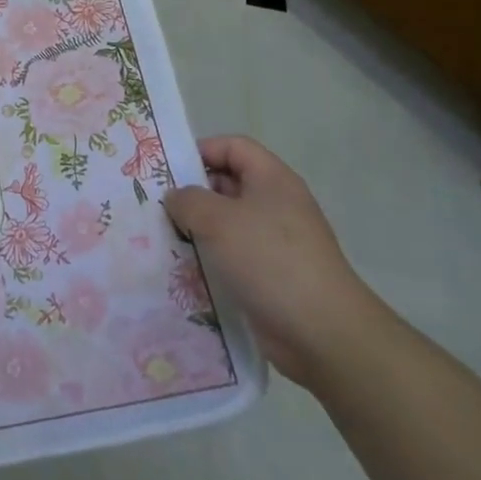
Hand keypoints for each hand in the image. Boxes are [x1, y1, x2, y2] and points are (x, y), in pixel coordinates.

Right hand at [165, 135, 388, 387]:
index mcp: (272, 179)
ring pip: (228, 223)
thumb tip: (177, 198)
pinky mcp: (273, 275)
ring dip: (198, 230)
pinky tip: (186, 270)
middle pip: (228, 184)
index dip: (201, 151)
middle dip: (193, 193)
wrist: (322, 332)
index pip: (233, 147)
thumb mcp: (217, 219)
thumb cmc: (269, 260)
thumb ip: (188, 200)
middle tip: (158, 207)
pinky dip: (212, 259)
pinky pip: (235, 256)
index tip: (167, 171)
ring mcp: (277, 242)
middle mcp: (277, 204)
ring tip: (165, 239)